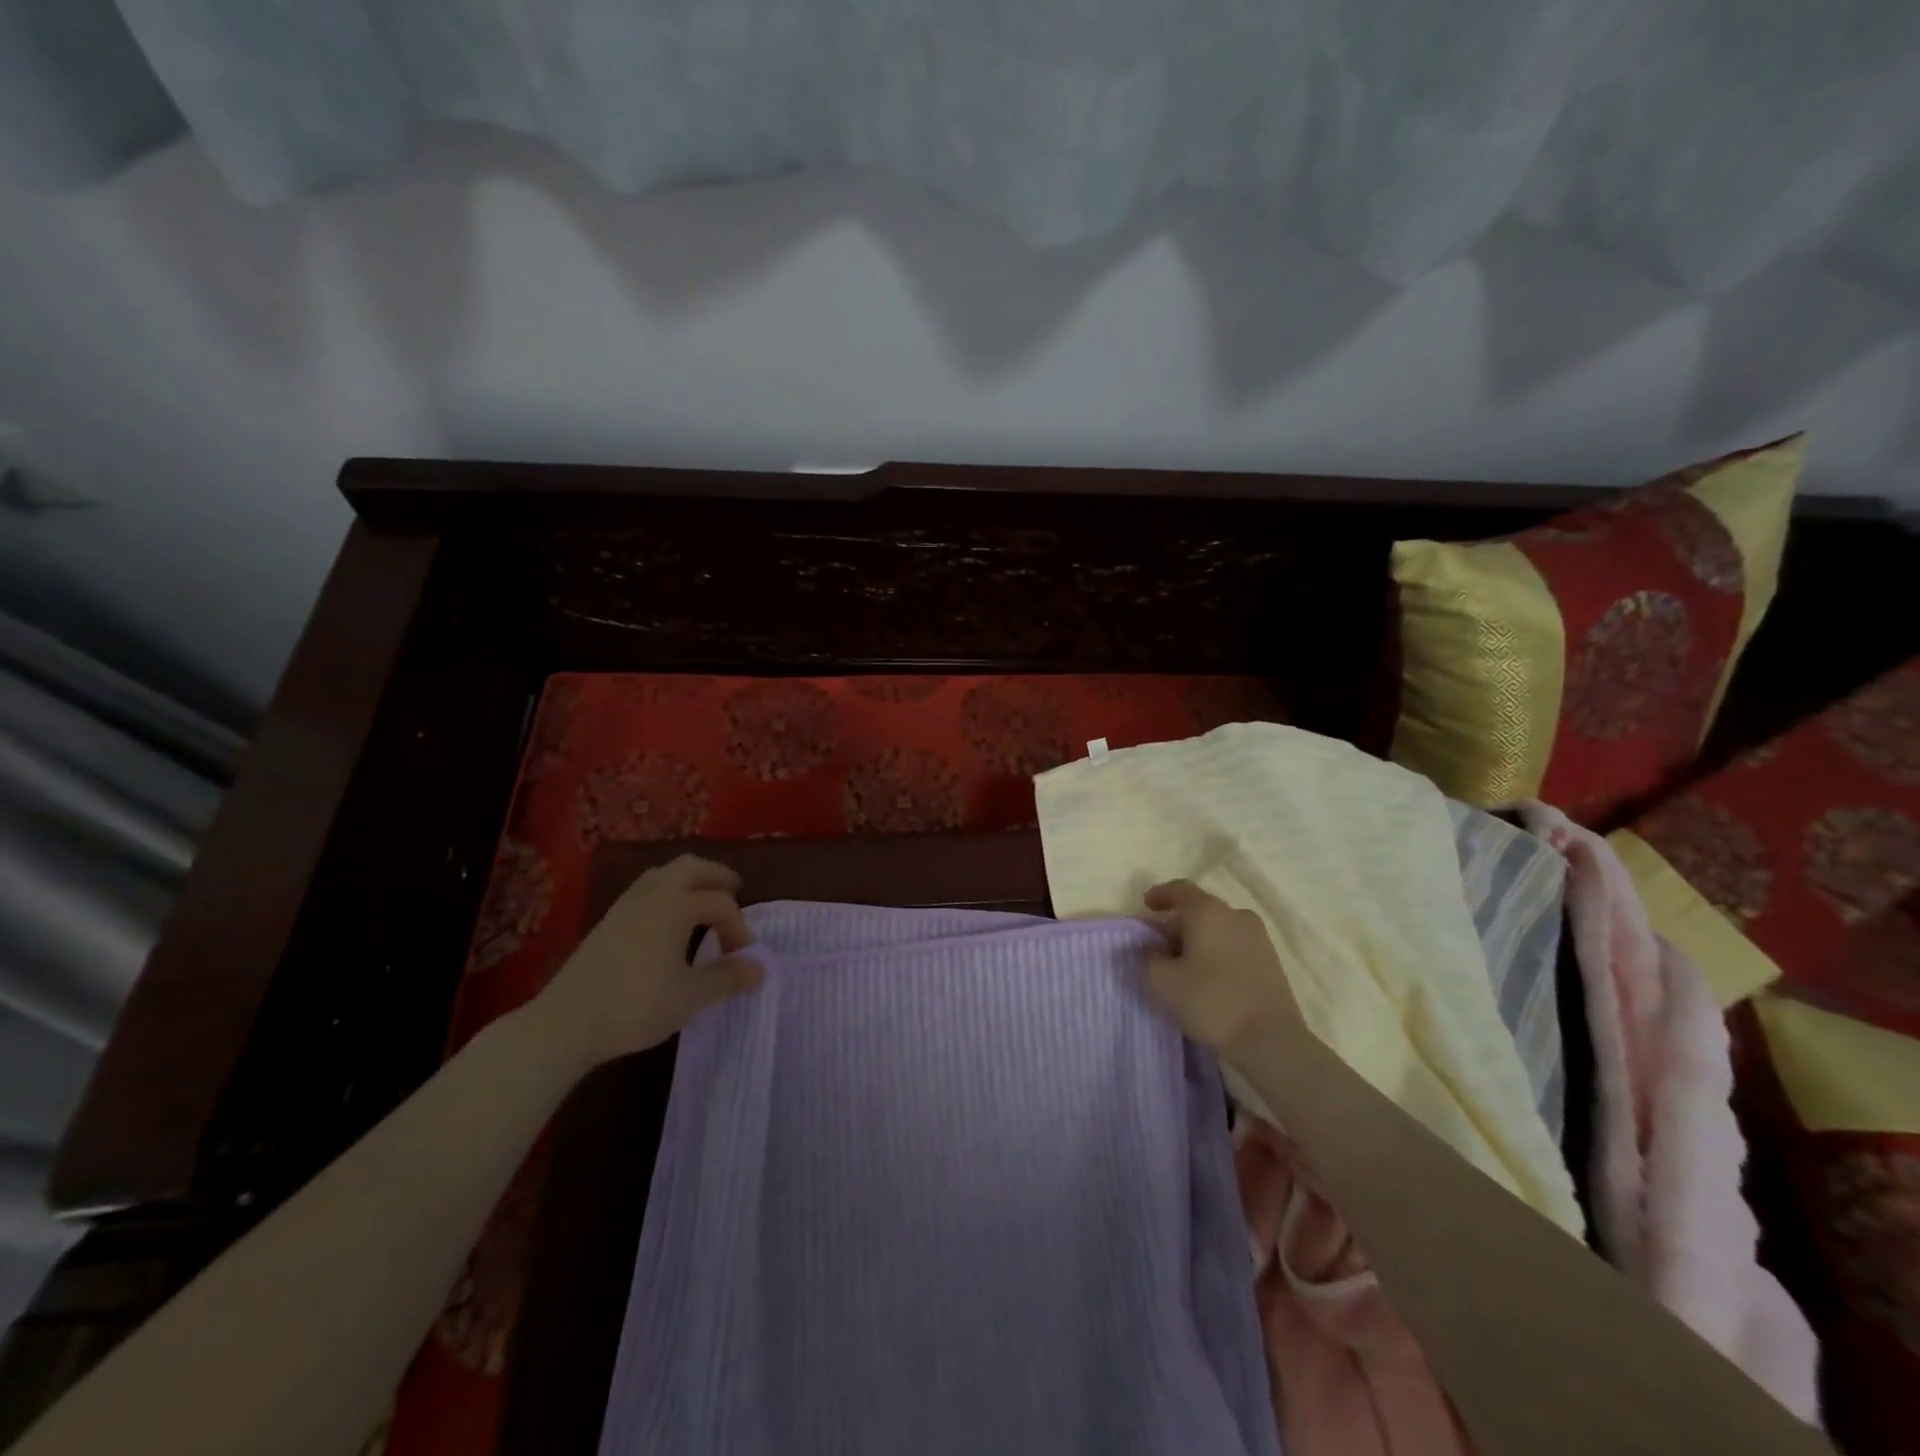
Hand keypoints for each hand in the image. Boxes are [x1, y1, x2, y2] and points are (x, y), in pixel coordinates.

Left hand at [532, 854, 763, 1069]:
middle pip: (690, 867)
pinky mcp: (607, 921)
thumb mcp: (690, 996)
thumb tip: (761, 969)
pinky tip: (668, 922)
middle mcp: (652, 894)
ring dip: (689, 881)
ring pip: (663, 874)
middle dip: (716, 876)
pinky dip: (667, 893)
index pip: (720, 903)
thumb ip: (728, 978)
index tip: (743, 957)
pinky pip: (646, 890)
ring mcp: (625, 905)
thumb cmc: (635, 1005)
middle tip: (734, 892)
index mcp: (676, 905)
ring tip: (702, 903)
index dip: (739, 926)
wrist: (565, 1024)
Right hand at [1142, 880, 1302, 1058]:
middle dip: (1178, 923)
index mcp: (1207, 911)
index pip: (1180, 889)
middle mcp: (1235, 914)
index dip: (1160, 894)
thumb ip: (1147, 957)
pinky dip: (1218, 951)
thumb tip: (1152, 947)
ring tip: (1185, 965)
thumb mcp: (1161, 982)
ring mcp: (1258, 937)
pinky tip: (1210, 977)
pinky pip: (1236, 944)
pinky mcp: (1272, 960)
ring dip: (1199, 939)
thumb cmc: (1210, 1002)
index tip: (1146, 906)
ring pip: (1219, 927)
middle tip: (1161, 946)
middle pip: (1200, 909)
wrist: (1271, 1040)